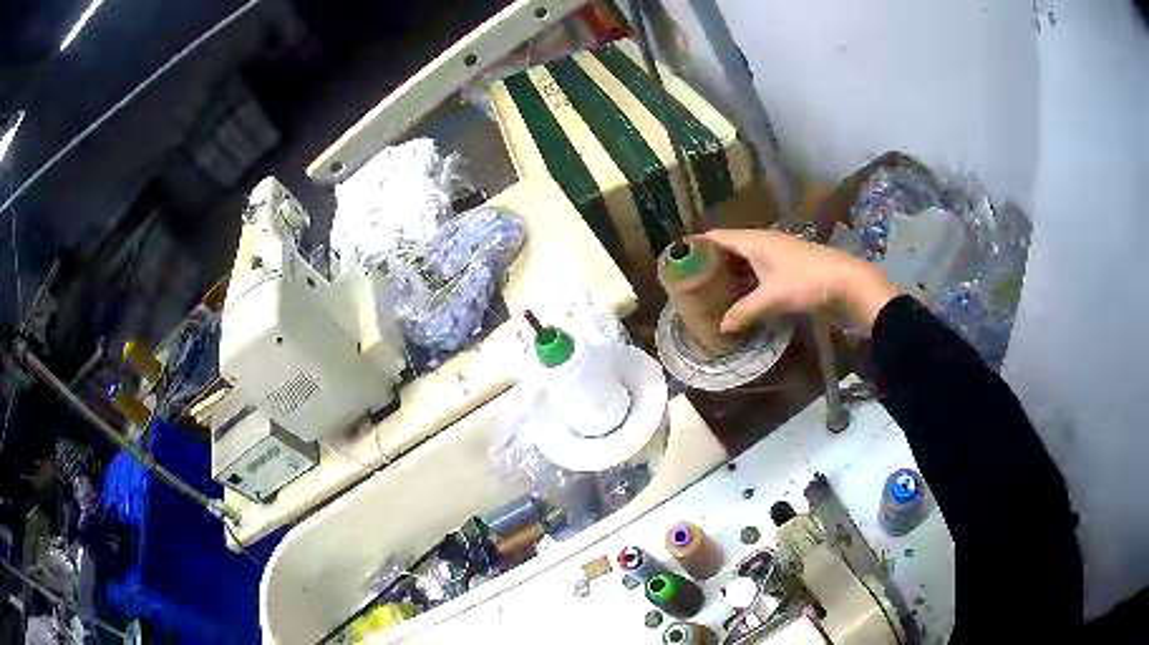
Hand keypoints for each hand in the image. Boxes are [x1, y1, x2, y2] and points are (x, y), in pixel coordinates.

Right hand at [701, 229, 897, 332]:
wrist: (847, 282)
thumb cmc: (806, 282)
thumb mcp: (772, 299)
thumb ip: (744, 311)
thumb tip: (722, 326)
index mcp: (755, 241)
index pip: (718, 236)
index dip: (698, 244)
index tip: (680, 256)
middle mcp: (764, 241)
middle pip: (730, 246)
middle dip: (712, 260)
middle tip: (693, 278)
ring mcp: (778, 252)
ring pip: (746, 257)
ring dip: (731, 270)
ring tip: (713, 288)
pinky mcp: (789, 264)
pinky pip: (759, 267)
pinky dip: (747, 277)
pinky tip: (743, 293)